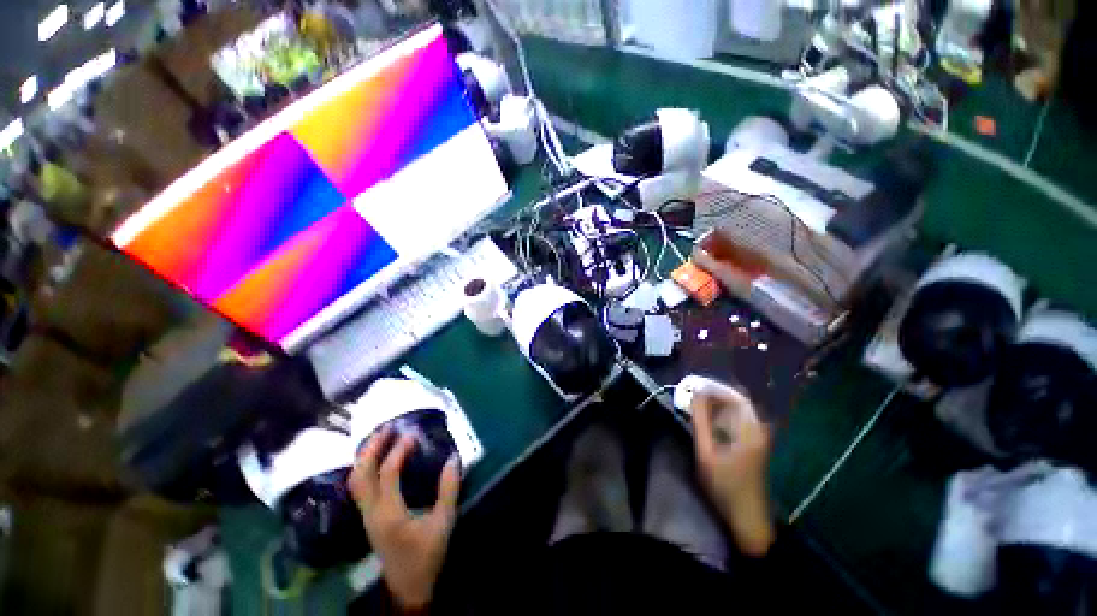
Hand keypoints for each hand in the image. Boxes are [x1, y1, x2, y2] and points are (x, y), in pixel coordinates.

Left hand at [349, 428, 461, 610]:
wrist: (408, 586)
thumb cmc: (426, 554)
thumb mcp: (443, 522)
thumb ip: (449, 489)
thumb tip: (454, 458)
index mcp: (390, 513)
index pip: (387, 473)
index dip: (398, 451)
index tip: (412, 434)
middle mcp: (371, 512)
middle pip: (360, 475)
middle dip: (371, 448)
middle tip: (387, 428)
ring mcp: (366, 516)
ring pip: (355, 481)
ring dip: (365, 457)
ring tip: (380, 438)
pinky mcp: (368, 518)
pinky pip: (359, 488)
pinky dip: (365, 468)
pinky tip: (376, 460)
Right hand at [691, 386, 775, 556]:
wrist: (747, 518)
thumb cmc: (725, 485)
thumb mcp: (706, 452)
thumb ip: (700, 420)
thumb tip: (694, 392)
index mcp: (750, 429)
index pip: (734, 396)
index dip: (713, 387)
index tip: (692, 385)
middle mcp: (757, 428)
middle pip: (735, 400)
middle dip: (711, 392)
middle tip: (689, 391)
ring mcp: (756, 436)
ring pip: (735, 409)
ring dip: (714, 402)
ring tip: (693, 401)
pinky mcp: (751, 443)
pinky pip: (735, 419)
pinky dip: (719, 413)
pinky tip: (705, 418)